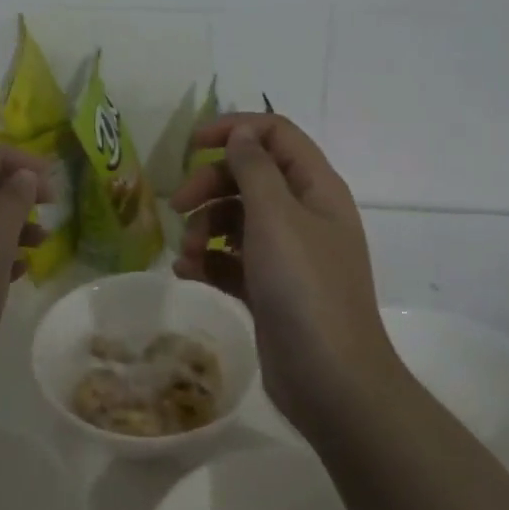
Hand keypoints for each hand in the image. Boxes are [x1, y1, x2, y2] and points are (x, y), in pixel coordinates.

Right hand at [171, 114, 395, 433]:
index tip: (192, 145)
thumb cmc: (304, 287)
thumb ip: (255, 168)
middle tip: (177, 205)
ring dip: (204, 227)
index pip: (275, 134)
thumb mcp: (276, 217)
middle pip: (249, 176)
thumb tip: (242, 133)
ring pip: (236, 219)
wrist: (331, 380)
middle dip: (209, 184)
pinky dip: (209, 260)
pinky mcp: (269, 288)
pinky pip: (232, 259)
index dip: (234, 129)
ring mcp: (287, 254)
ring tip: (187, 252)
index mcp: (315, 188)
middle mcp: (303, 214)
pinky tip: (187, 272)